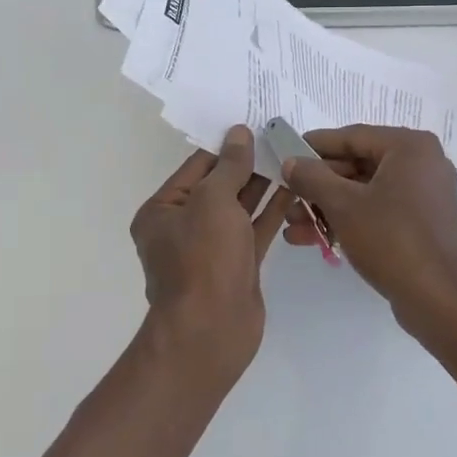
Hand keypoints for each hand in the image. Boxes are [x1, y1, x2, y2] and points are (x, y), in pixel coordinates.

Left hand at [131, 126, 295, 382]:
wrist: (211, 330)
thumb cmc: (202, 259)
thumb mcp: (213, 201)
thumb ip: (229, 166)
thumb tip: (238, 133)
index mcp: (162, 210)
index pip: (196, 167)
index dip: (226, 146)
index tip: (255, 126)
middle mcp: (183, 227)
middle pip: (219, 186)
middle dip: (247, 164)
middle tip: (280, 138)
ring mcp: (212, 248)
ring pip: (240, 208)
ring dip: (263, 185)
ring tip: (292, 158)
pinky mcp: (237, 265)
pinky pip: (255, 230)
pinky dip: (272, 211)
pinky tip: (294, 189)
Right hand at [279, 125, 456, 342]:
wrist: (440, 301)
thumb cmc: (392, 240)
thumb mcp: (343, 205)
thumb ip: (312, 177)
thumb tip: (291, 162)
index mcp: (410, 147)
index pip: (352, 137)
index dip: (314, 146)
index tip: (284, 154)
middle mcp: (422, 164)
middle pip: (358, 165)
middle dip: (318, 186)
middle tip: (286, 198)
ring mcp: (425, 196)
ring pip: (365, 192)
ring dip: (327, 207)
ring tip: (292, 226)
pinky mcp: (423, 225)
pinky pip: (379, 212)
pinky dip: (350, 221)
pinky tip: (314, 239)